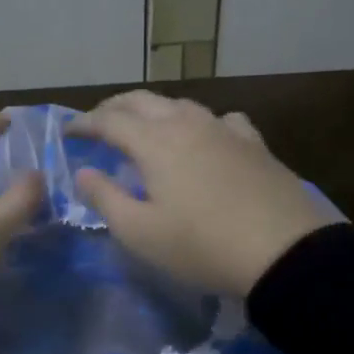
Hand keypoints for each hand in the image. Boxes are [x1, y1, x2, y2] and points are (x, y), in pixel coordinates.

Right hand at [68, 92, 339, 297]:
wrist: (285, 252)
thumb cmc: (202, 245)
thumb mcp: (141, 233)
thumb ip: (105, 198)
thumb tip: (83, 173)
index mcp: (154, 142)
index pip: (109, 120)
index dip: (84, 123)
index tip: (68, 133)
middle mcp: (186, 123)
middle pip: (142, 100)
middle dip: (114, 107)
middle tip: (97, 123)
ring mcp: (224, 129)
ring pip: (180, 105)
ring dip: (154, 110)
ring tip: (145, 128)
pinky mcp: (254, 143)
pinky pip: (220, 119)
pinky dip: (200, 122)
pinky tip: (206, 137)